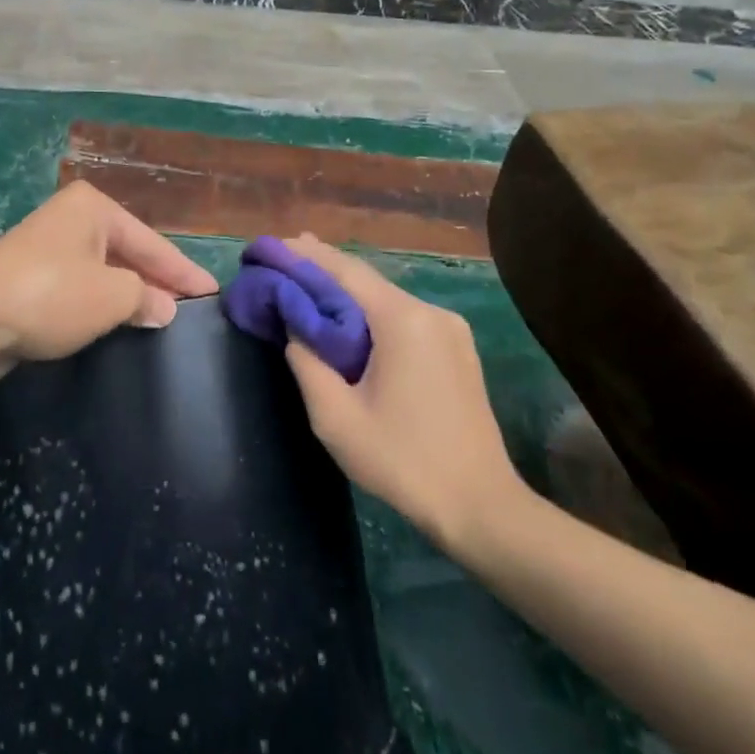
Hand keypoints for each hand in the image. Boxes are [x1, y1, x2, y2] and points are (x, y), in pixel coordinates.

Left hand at [0, 183, 217, 382]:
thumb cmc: (52, 295)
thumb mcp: (113, 295)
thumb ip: (146, 298)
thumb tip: (162, 309)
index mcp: (94, 209)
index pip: (152, 243)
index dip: (184, 272)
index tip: (212, 292)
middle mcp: (71, 221)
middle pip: (127, 255)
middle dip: (157, 283)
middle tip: (189, 311)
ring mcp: (47, 251)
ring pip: (102, 275)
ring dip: (128, 298)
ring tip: (161, 323)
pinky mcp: (29, 282)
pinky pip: (79, 292)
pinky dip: (100, 308)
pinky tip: (118, 328)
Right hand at [281, 236, 528, 552]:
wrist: (481, 507)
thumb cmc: (402, 462)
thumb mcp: (336, 418)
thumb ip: (307, 363)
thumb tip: (293, 327)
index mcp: (403, 321)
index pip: (345, 272)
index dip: (305, 256)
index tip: (273, 246)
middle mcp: (430, 312)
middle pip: (367, 280)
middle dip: (324, 268)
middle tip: (284, 258)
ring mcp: (450, 329)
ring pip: (386, 298)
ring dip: (347, 292)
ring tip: (308, 282)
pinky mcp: (457, 349)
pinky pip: (404, 318)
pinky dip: (371, 312)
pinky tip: (350, 318)